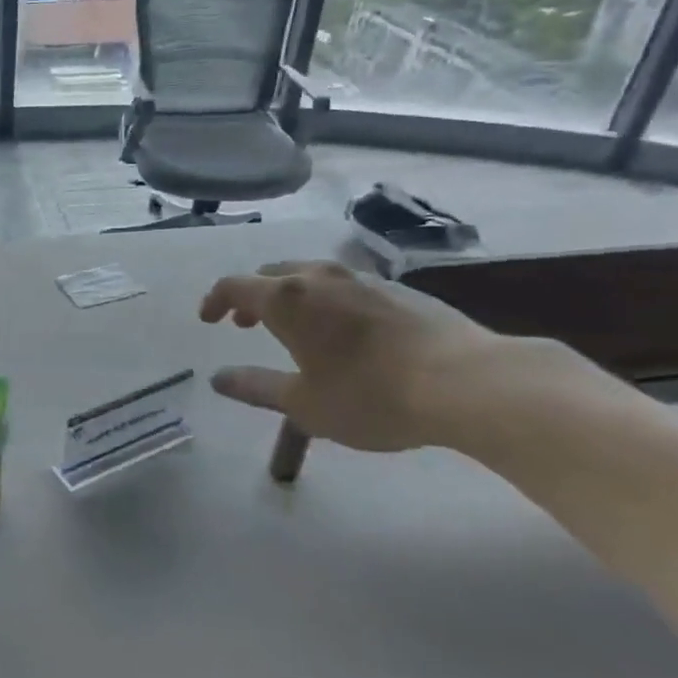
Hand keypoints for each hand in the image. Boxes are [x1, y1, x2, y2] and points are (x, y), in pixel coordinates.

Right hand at [199, 260, 551, 450]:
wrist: (468, 383)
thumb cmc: (370, 395)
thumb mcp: (303, 403)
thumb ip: (255, 387)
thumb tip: (218, 378)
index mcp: (287, 299)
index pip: (234, 286)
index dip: (214, 300)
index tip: (208, 320)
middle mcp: (319, 277)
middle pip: (271, 274)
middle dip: (251, 296)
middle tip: (245, 323)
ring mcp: (362, 279)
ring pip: (310, 275)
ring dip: (290, 295)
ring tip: (293, 324)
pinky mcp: (399, 289)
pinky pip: (345, 285)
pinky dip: (326, 300)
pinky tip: (343, 329)